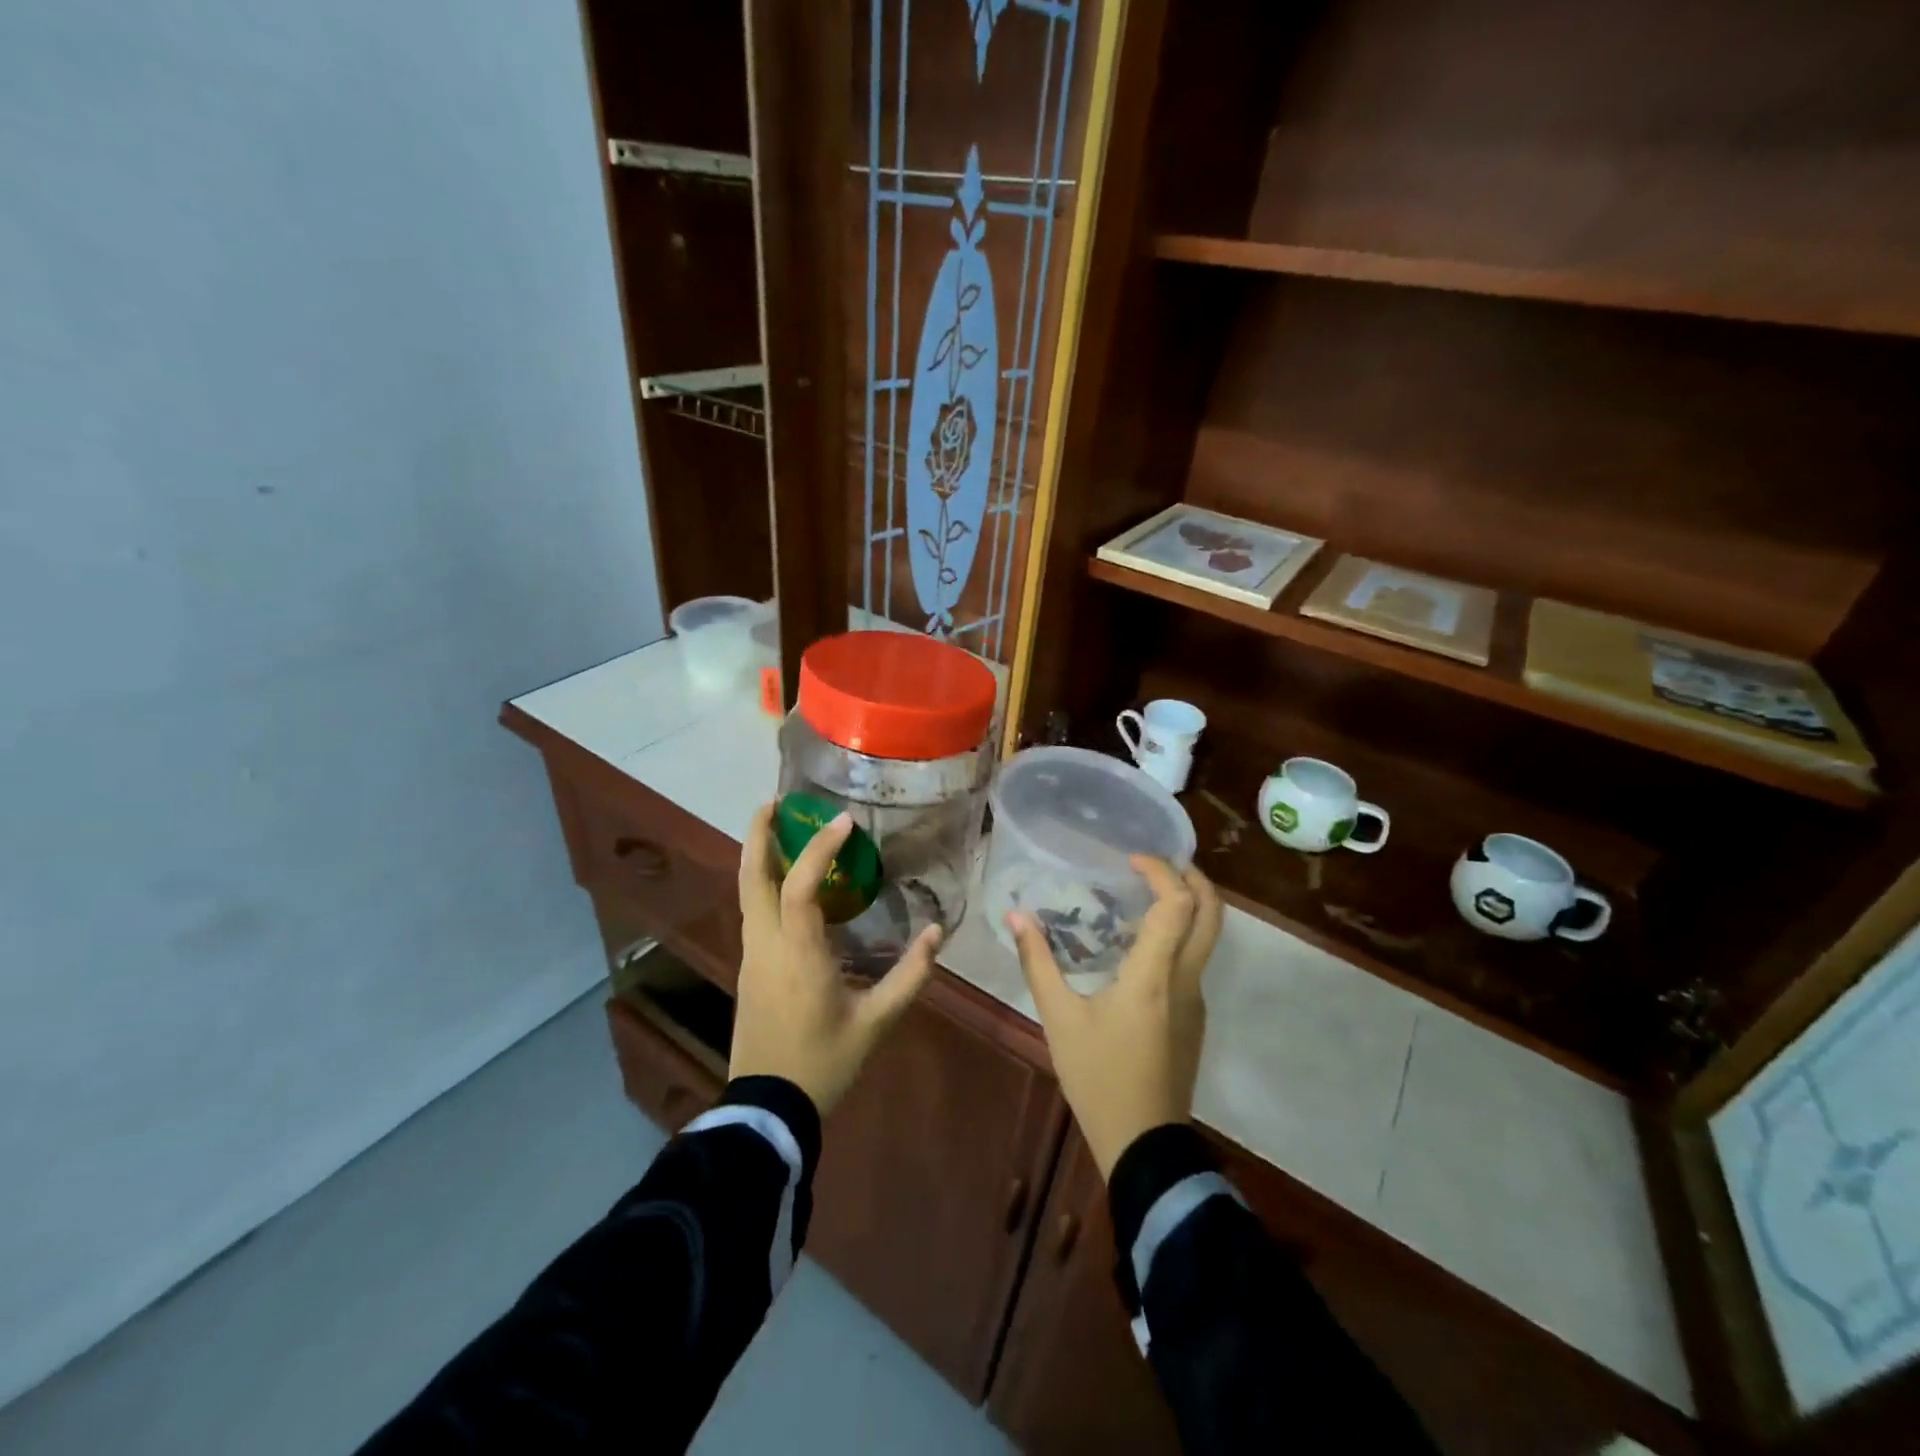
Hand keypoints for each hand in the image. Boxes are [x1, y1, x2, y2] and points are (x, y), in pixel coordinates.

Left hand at [731, 802, 941, 1114]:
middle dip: (758, 834)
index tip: (843, 821)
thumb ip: (910, 975)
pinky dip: (764, 883)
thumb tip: (938, 932)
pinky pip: (753, 911)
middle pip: (751, 877)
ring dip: (759, 855)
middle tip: (773, 801)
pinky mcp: (749, 968)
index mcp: (798, 954)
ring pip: (746, 893)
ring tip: (781, 829)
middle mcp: (766, 945)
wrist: (768, 1107)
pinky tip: (788, 883)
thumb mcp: (877, 1021)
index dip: (819, 848)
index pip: (799, 886)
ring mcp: (751, 956)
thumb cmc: (824, 1062)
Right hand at [1007, 858, 1221, 1178]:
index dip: (1161, 871)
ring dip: (1187, 905)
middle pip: (1212, 913)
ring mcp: (1195, 1000)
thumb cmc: (1098, 1078)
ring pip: (1207, 937)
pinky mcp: (1194, 1017)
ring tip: (1142, 894)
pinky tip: (1139, 944)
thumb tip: (1016, 916)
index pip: (1178, 904)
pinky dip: (1177, 934)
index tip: (1131, 859)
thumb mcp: (1059, 1019)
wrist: (1144, 1145)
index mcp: (1155, 975)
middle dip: (1193, 877)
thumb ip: (1038, 963)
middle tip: (1155, 863)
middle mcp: (1186, 980)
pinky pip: (1193, 960)